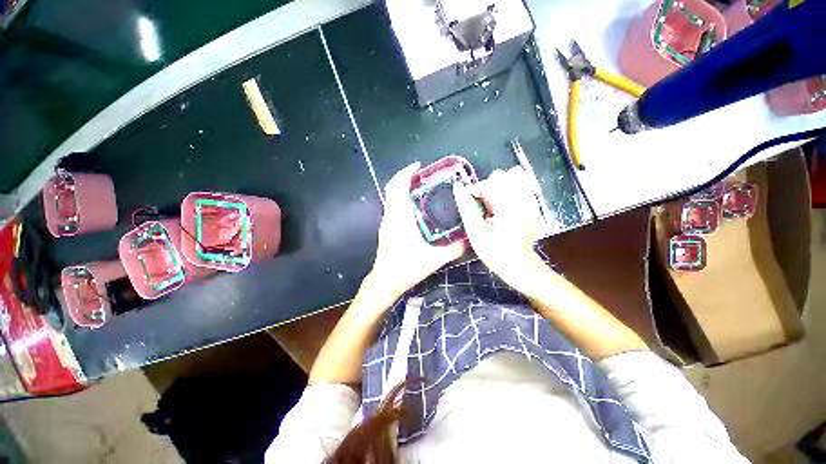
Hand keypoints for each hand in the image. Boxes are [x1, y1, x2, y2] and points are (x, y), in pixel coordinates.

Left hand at [369, 162, 467, 299]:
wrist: (385, 282)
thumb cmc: (406, 268)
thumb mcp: (435, 259)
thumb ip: (455, 249)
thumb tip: (471, 239)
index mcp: (399, 217)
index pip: (397, 187)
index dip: (405, 173)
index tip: (418, 166)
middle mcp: (390, 216)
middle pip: (393, 189)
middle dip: (406, 178)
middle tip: (424, 176)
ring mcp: (386, 223)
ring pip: (392, 198)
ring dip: (403, 189)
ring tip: (422, 189)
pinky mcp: (386, 229)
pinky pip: (393, 207)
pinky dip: (402, 200)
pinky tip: (416, 209)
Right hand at [453, 168, 542, 286]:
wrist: (519, 267)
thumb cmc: (495, 252)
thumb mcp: (475, 231)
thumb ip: (466, 208)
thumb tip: (457, 187)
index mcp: (508, 204)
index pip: (488, 182)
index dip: (474, 190)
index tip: (469, 205)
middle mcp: (520, 199)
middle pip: (500, 178)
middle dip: (485, 190)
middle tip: (479, 209)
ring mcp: (527, 203)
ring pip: (507, 184)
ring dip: (493, 193)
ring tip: (488, 212)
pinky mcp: (528, 208)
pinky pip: (513, 193)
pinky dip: (501, 199)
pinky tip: (497, 214)